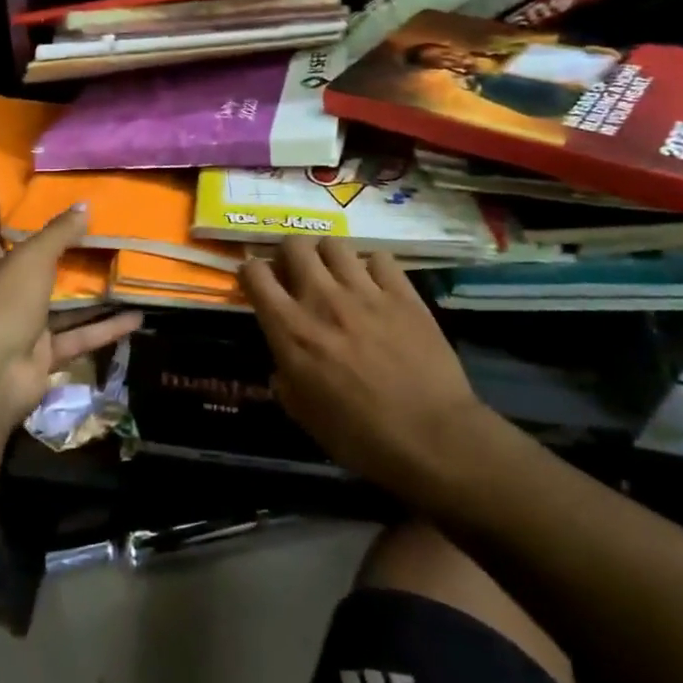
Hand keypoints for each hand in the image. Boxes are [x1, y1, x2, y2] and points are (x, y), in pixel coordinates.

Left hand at [0, 206, 141, 442]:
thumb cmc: (5, 305)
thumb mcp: (32, 259)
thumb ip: (59, 233)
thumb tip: (84, 204)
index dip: (17, 226)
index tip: (47, 209)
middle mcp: (8, 296)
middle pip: (39, 272)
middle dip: (67, 258)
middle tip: (103, 238)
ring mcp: (26, 327)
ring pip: (65, 307)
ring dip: (94, 296)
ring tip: (127, 276)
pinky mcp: (46, 355)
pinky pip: (80, 337)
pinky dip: (106, 329)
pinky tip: (137, 318)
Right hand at [240, 238, 498, 490]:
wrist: (431, 438)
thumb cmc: (360, 437)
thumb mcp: (304, 415)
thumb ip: (285, 379)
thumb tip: (284, 363)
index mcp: (290, 330)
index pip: (254, 273)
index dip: (251, 274)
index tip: (259, 286)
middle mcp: (322, 299)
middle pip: (294, 245)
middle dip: (289, 255)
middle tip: (297, 275)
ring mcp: (365, 292)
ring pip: (335, 244)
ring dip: (328, 257)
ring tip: (336, 276)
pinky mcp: (403, 294)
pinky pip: (380, 258)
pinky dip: (372, 268)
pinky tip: (376, 286)